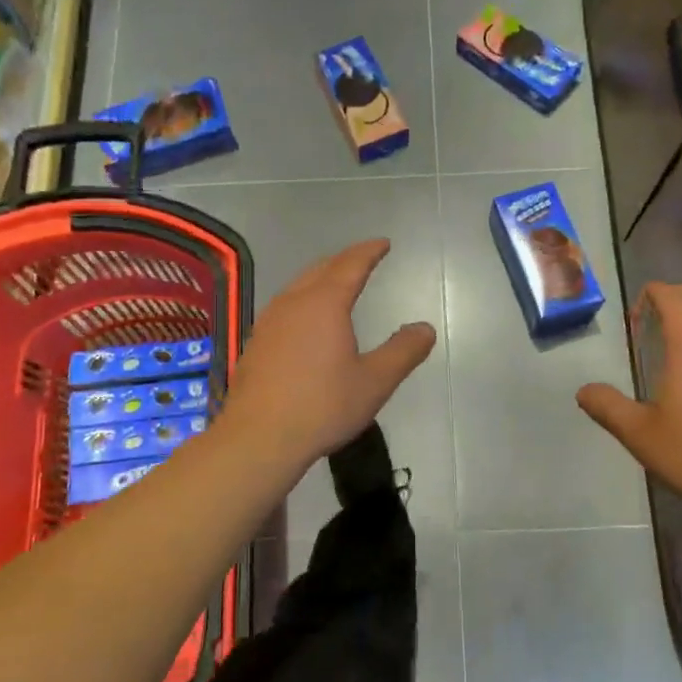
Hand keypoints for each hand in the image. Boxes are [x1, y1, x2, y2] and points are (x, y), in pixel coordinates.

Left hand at [223, 239, 436, 473]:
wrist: (258, 438)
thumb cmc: (322, 406)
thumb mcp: (374, 382)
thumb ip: (403, 352)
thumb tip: (425, 328)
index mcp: (325, 304)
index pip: (351, 265)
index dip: (369, 251)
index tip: (383, 243)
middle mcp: (294, 303)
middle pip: (321, 269)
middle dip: (344, 260)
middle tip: (362, 257)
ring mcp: (270, 322)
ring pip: (299, 286)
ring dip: (321, 277)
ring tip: (336, 281)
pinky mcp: (257, 342)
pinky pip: (285, 305)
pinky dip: (303, 298)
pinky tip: (305, 318)